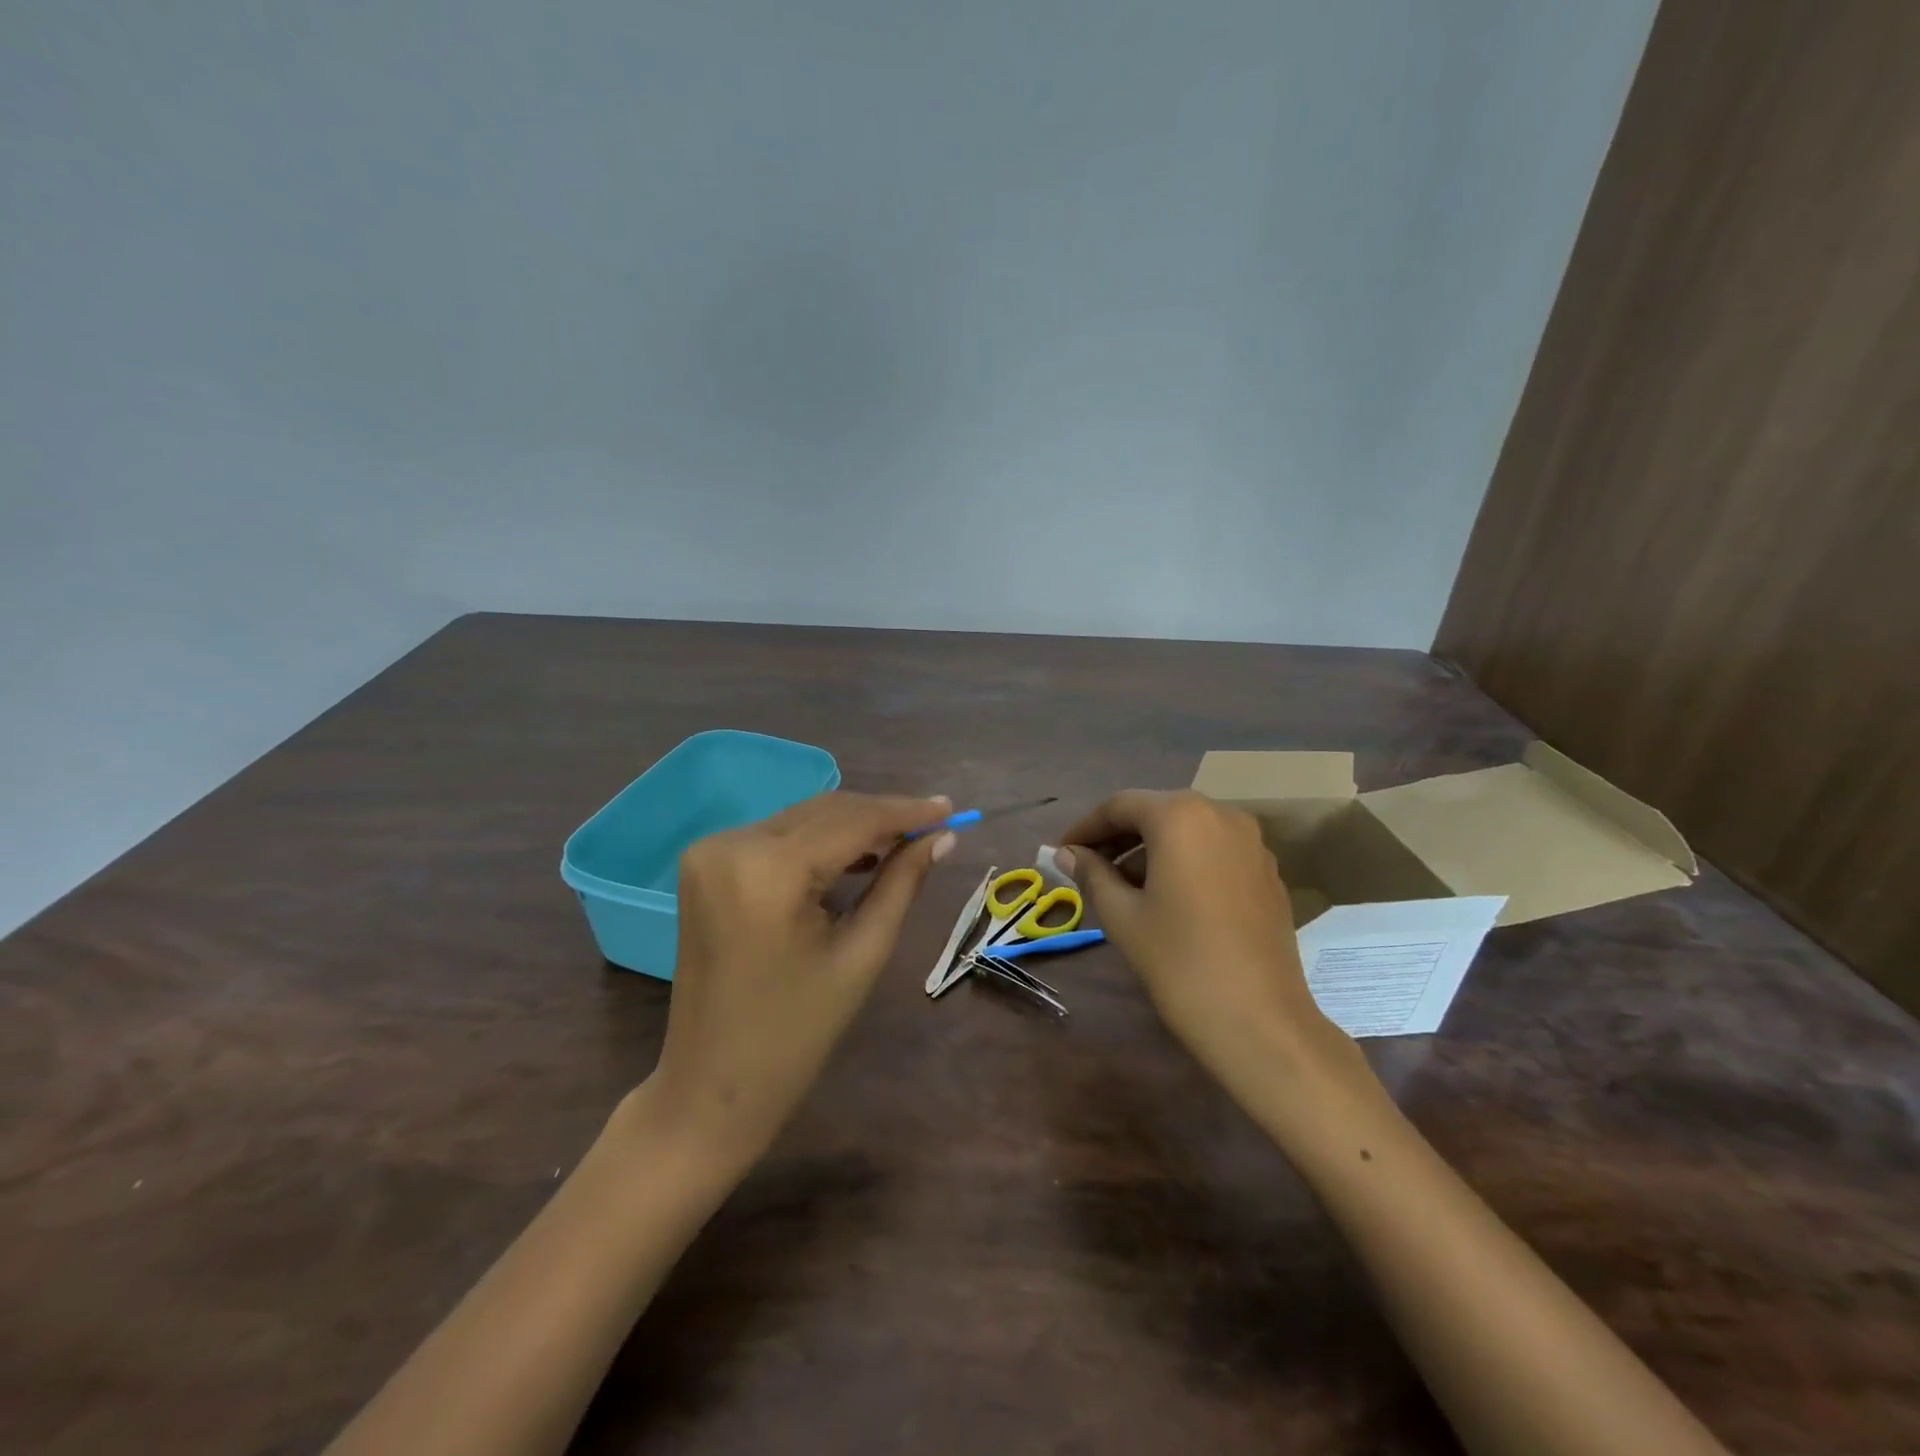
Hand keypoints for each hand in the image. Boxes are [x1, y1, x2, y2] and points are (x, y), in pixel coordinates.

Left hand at [645, 792, 955, 1169]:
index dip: (906, 811)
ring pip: (802, 820)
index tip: (951, 809)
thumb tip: (943, 838)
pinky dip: (819, 841)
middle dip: (881, 817)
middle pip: (825, 812)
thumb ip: (902, 883)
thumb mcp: (862, 954)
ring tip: (904, 843)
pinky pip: (777, 837)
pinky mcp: (705, 863)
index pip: (851, 821)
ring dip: (853, 827)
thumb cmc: (797, 1033)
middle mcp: (731, 844)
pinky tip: (856, 856)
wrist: (712, 1085)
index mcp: (768, 870)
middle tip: (934, 827)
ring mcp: (711, 851)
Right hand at [1056, 790, 1353, 1088]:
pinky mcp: (1267, 872)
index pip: (1119, 806)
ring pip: (1187, 831)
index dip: (1085, 827)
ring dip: (1151, 850)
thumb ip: (1091, 874)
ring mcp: (1251, 842)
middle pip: (1156, 812)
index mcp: (1180, 816)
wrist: (1259, 1021)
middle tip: (1087, 867)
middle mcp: (1220, 814)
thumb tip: (1067, 853)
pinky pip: (1214, 850)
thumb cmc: (1179, 961)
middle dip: (1118, 837)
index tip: (1061, 852)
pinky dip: (1184, 861)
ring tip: (1123, 887)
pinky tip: (1168, 897)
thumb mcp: (1122, 915)